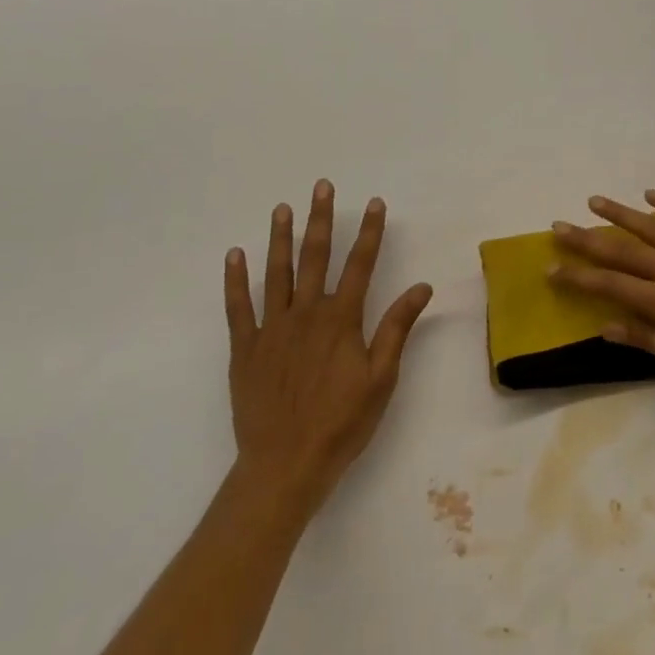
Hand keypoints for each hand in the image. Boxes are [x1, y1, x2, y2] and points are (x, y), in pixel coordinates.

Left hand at [223, 180, 432, 516]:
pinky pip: (238, 308)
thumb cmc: (341, 424)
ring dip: (280, 238)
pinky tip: (234, 255)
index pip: (361, 264)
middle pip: (316, 257)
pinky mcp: (245, 349)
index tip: (375, 203)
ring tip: (282, 208)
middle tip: (321, 187)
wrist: (284, 467)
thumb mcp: (381, 378)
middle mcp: (306, 314)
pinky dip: (236, 280)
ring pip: (277, 273)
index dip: (370, 232)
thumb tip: (421, 287)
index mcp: (341, 320)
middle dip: (321, 219)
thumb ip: (396, 328)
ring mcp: (272, 329)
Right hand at [550, 190, 654, 402]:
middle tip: (558, 227)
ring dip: (620, 214)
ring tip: (594, 201)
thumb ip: (649, 340)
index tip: (551, 268)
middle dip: (587, 240)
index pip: (611, 286)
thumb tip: (606, 325)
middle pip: (623, 251)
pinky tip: (651, 194)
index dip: (578, 278)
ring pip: (652, 227)